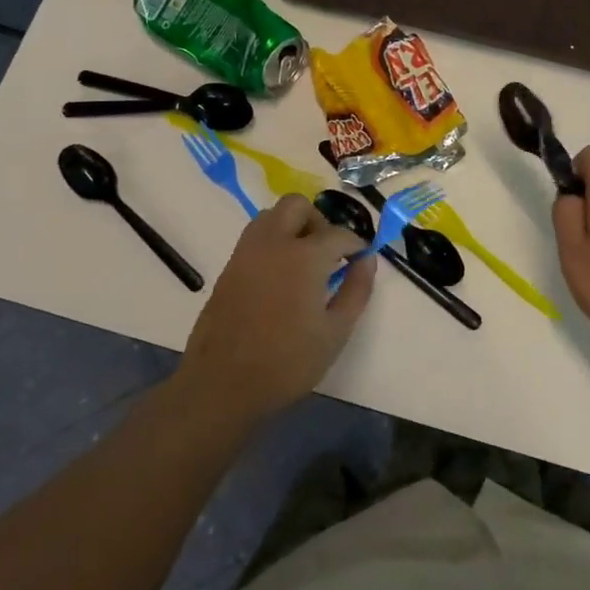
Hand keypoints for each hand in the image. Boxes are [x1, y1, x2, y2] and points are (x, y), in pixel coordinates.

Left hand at [176, 194, 377, 423]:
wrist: (222, 384)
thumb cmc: (287, 362)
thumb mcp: (336, 331)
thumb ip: (357, 290)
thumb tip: (367, 260)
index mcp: (304, 256)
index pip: (338, 234)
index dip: (356, 244)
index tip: (362, 258)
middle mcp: (273, 243)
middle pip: (297, 206)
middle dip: (319, 221)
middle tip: (330, 252)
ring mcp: (246, 252)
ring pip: (271, 216)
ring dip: (292, 226)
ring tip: (304, 261)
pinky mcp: (229, 267)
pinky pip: (255, 237)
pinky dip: (273, 241)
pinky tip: (281, 275)